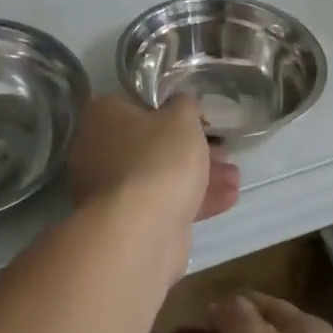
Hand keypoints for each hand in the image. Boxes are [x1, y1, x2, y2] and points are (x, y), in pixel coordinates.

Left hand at [66, 94, 239, 226]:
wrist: (140, 231)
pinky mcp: (125, 222)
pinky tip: (227, 199)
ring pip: (159, 175)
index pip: (139, 105)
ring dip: (197, 176)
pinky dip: (191, 200)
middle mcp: (97, 150)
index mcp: (103, 116)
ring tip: (234, 177)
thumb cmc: (159, 159)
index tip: (200, 120)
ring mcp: (108, 190)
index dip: (173, 111)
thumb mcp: (182, 118)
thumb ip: (184, 104)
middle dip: (191, 149)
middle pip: (151, 143)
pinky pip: (161, 203)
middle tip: (222, 151)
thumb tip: (181, 101)